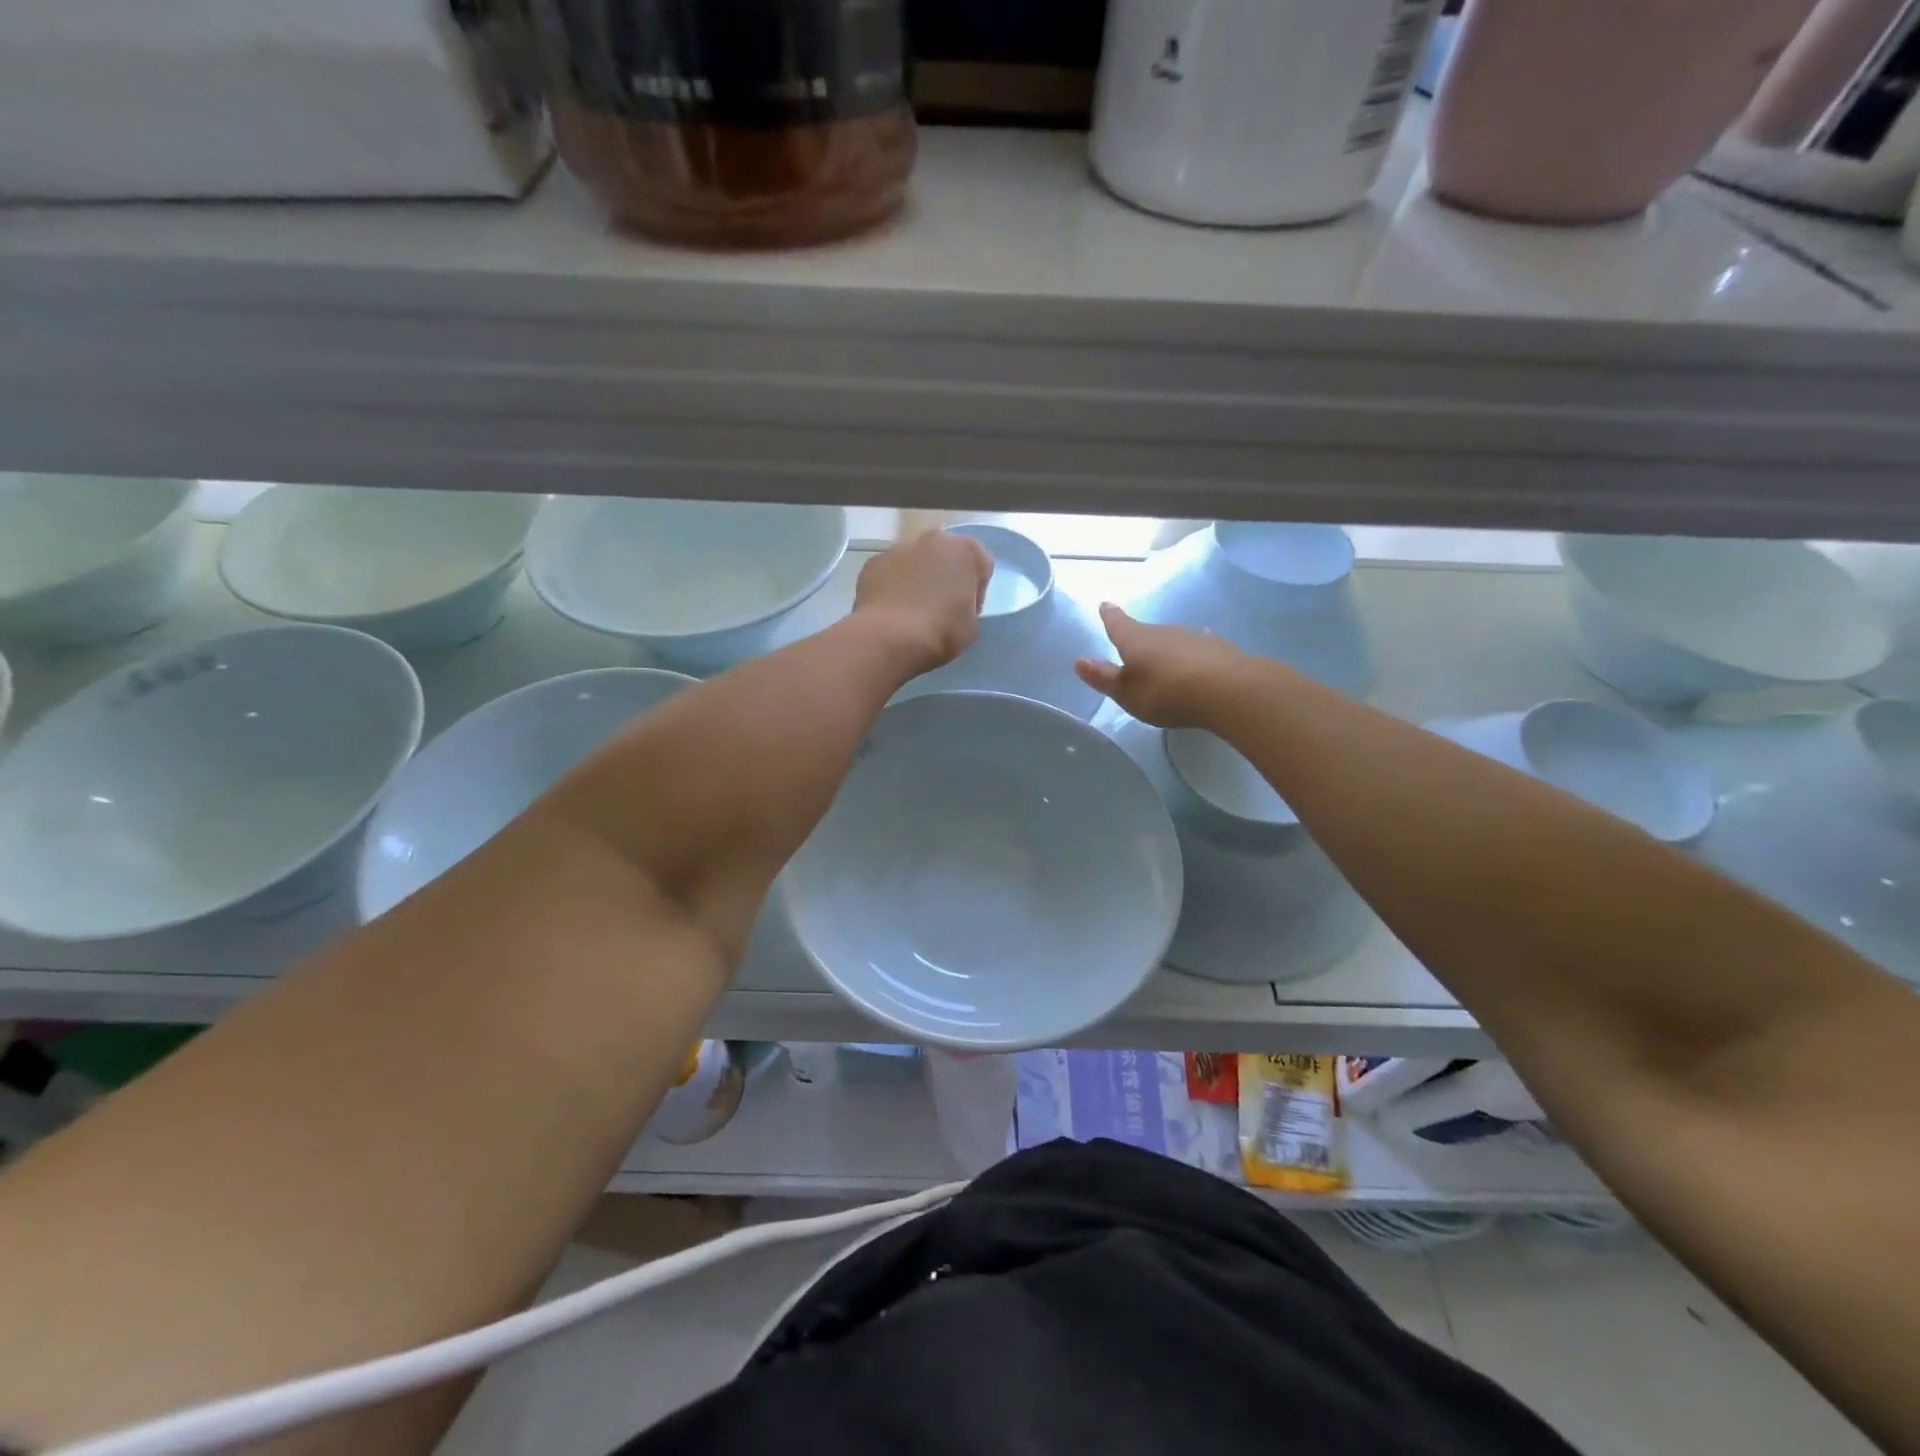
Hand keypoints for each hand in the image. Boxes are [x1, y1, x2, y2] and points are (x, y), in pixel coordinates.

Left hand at [852, 529, 993, 673]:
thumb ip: (967, 604)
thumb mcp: (972, 624)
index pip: (980, 565)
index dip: (975, 591)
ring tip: (910, 612)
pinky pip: (889, 573)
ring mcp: (898, 548)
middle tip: (939, 609)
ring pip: (914, 562)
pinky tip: (890, 612)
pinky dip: (891, 587)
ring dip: (916, 579)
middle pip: (944, 556)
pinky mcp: (872, 563)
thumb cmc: (942, 631)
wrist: (890, 638)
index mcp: (965, 550)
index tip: (966, 611)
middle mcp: (932, 539)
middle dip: (943, 576)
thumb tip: (954, 603)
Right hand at [1075, 604, 1245, 727]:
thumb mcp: (1127, 693)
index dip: (1110, 616)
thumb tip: (1079, 661)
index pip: (1118, 624)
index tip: (1105, 604)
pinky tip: (1200, 649)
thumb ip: (1105, 678)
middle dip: (1139, 639)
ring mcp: (1193, 637)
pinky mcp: (1218, 648)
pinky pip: (1199, 646)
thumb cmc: (1165, 692)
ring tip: (1164, 659)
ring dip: (1167, 647)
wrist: (1225, 690)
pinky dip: (1194, 651)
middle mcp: (1163, 631)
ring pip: (1173, 639)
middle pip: (1146, 632)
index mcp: (1135, 640)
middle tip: (1135, 648)